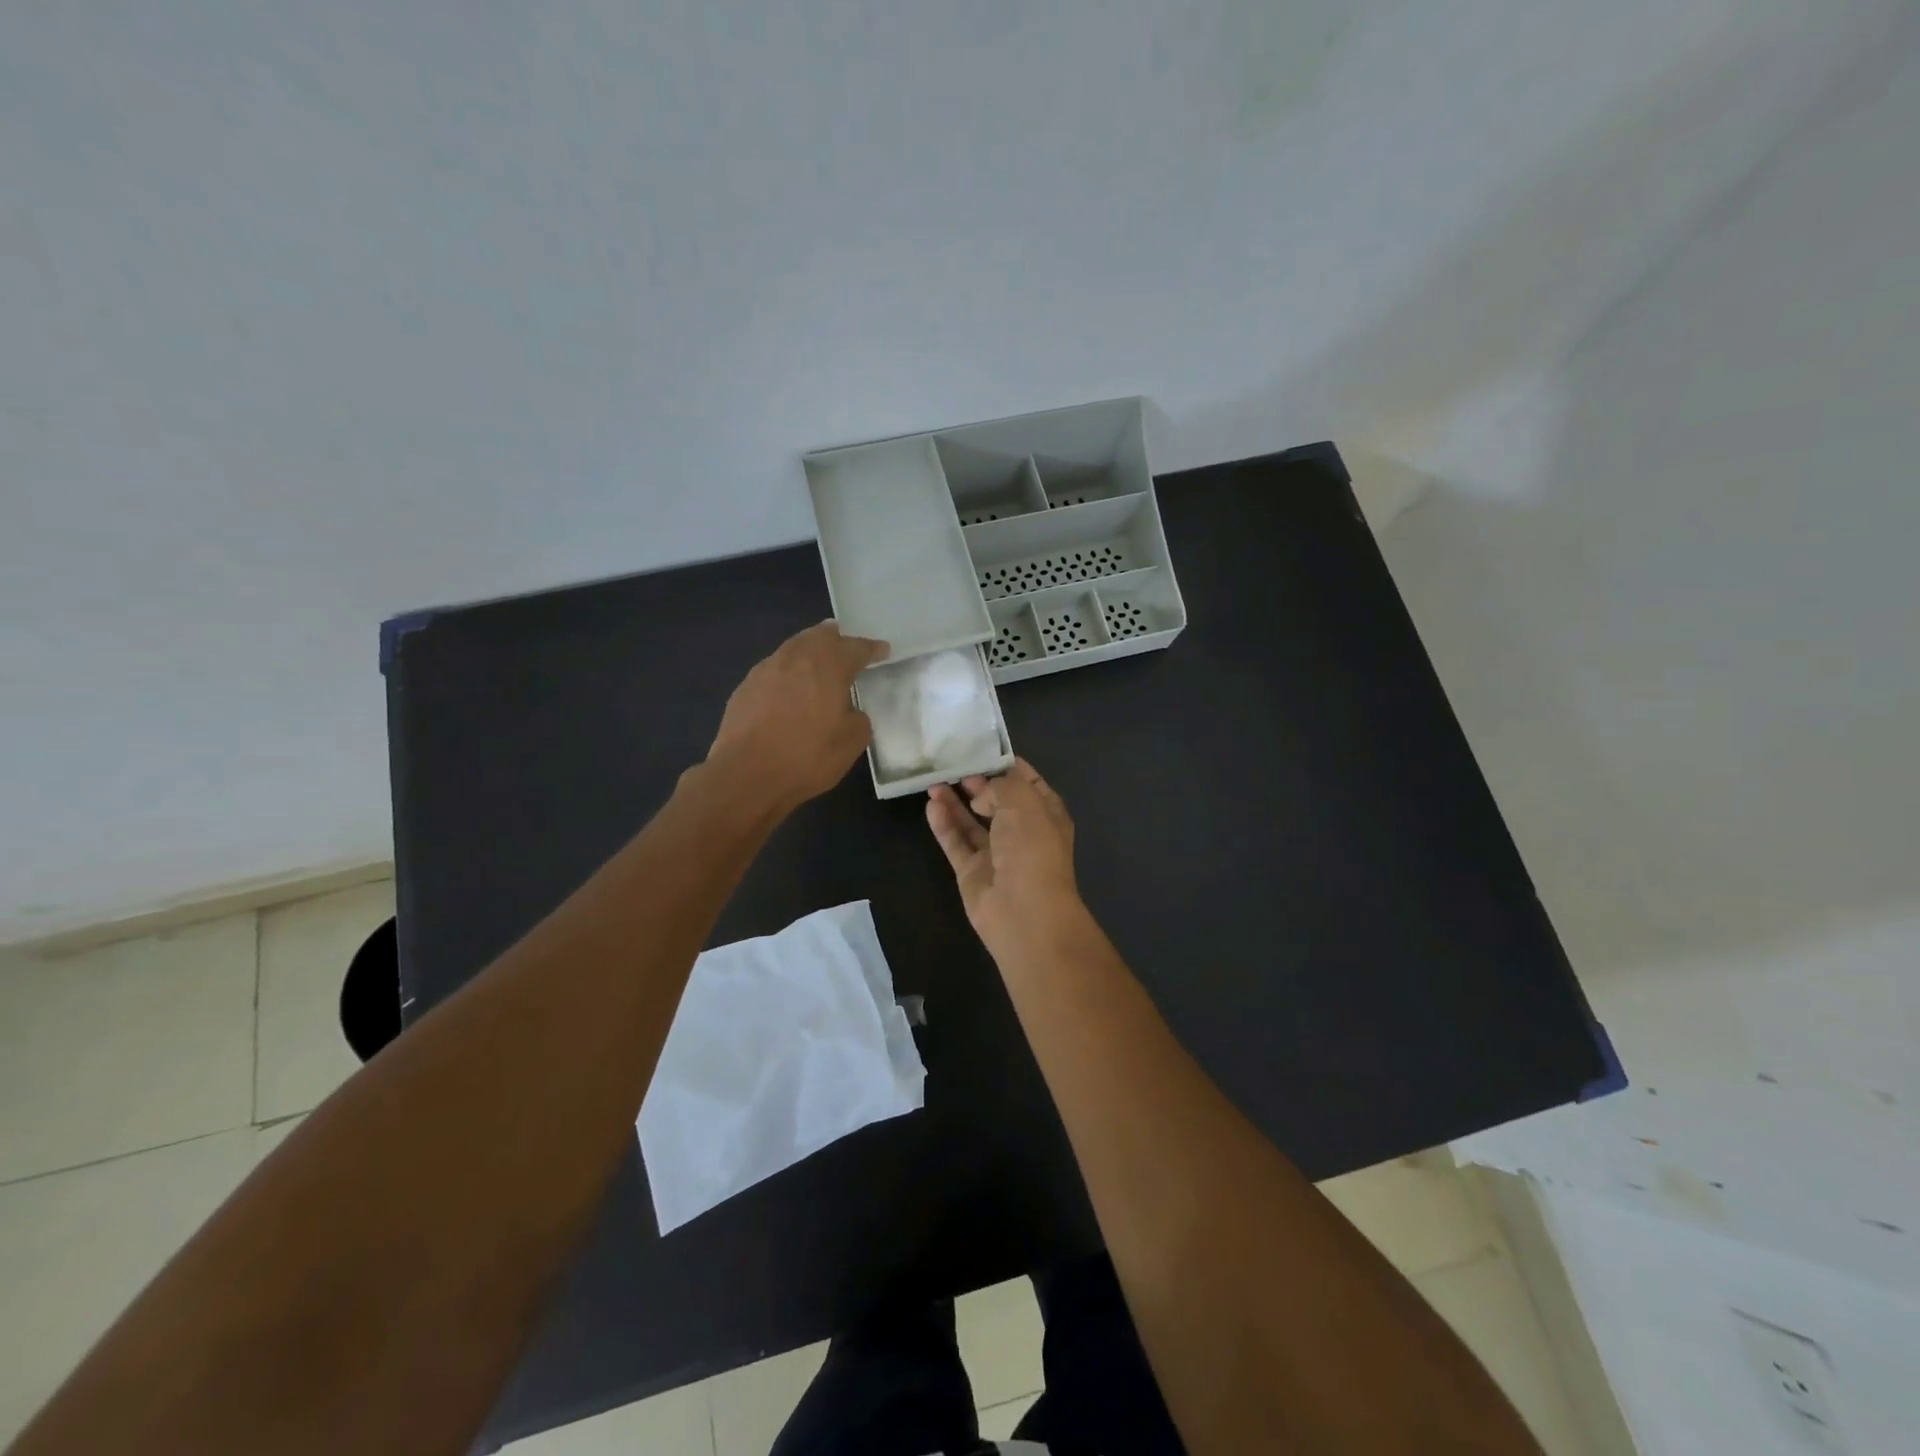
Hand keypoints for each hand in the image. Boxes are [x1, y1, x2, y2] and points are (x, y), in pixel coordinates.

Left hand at [707, 621, 887, 811]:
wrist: (746, 775)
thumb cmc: (807, 756)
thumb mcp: (852, 742)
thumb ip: (858, 718)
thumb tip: (848, 711)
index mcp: (828, 666)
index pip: (856, 648)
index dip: (872, 648)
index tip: (882, 650)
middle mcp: (796, 658)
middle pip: (820, 636)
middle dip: (837, 638)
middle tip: (847, 646)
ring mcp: (766, 669)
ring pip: (794, 647)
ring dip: (810, 650)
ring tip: (819, 660)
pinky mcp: (745, 686)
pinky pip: (774, 668)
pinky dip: (789, 671)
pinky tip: (790, 686)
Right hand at [926, 759, 1082, 951]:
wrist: (1024, 912)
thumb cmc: (1032, 849)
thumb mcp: (1023, 801)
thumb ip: (999, 786)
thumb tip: (980, 796)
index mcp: (1046, 814)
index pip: (1028, 782)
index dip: (1007, 765)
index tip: (982, 748)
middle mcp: (1022, 832)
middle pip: (997, 801)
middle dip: (977, 782)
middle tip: (953, 765)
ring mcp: (996, 853)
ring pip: (972, 821)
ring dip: (955, 801)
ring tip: (933, 781)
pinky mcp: (972, 871)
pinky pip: (956, 842)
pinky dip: (944, 824)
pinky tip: (931, 805)